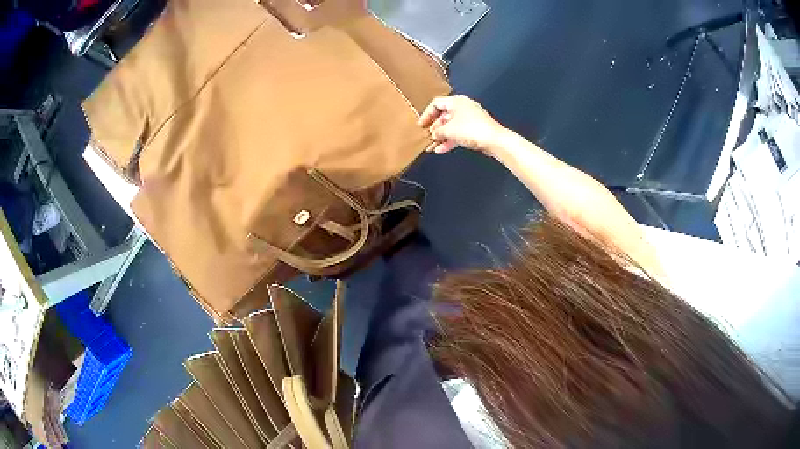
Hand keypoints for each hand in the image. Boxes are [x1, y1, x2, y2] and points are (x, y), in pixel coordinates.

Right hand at [417, 95, 504, 154]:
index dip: (426, 114)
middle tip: (427, 137)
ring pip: (451, 126)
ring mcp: (470, 119)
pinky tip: (442, 150)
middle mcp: (463, 107)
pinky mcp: (475, 129)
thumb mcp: (449, 130)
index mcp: (456, 102)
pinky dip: (450, 140)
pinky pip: (458, 133)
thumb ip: (438, 131)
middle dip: (434, 128)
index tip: (421, 125)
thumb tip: (434, 134)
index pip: (436, 104)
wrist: (494, 140)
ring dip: (441, 136)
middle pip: (443, 116)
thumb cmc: (471, 129)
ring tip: (432, 147)